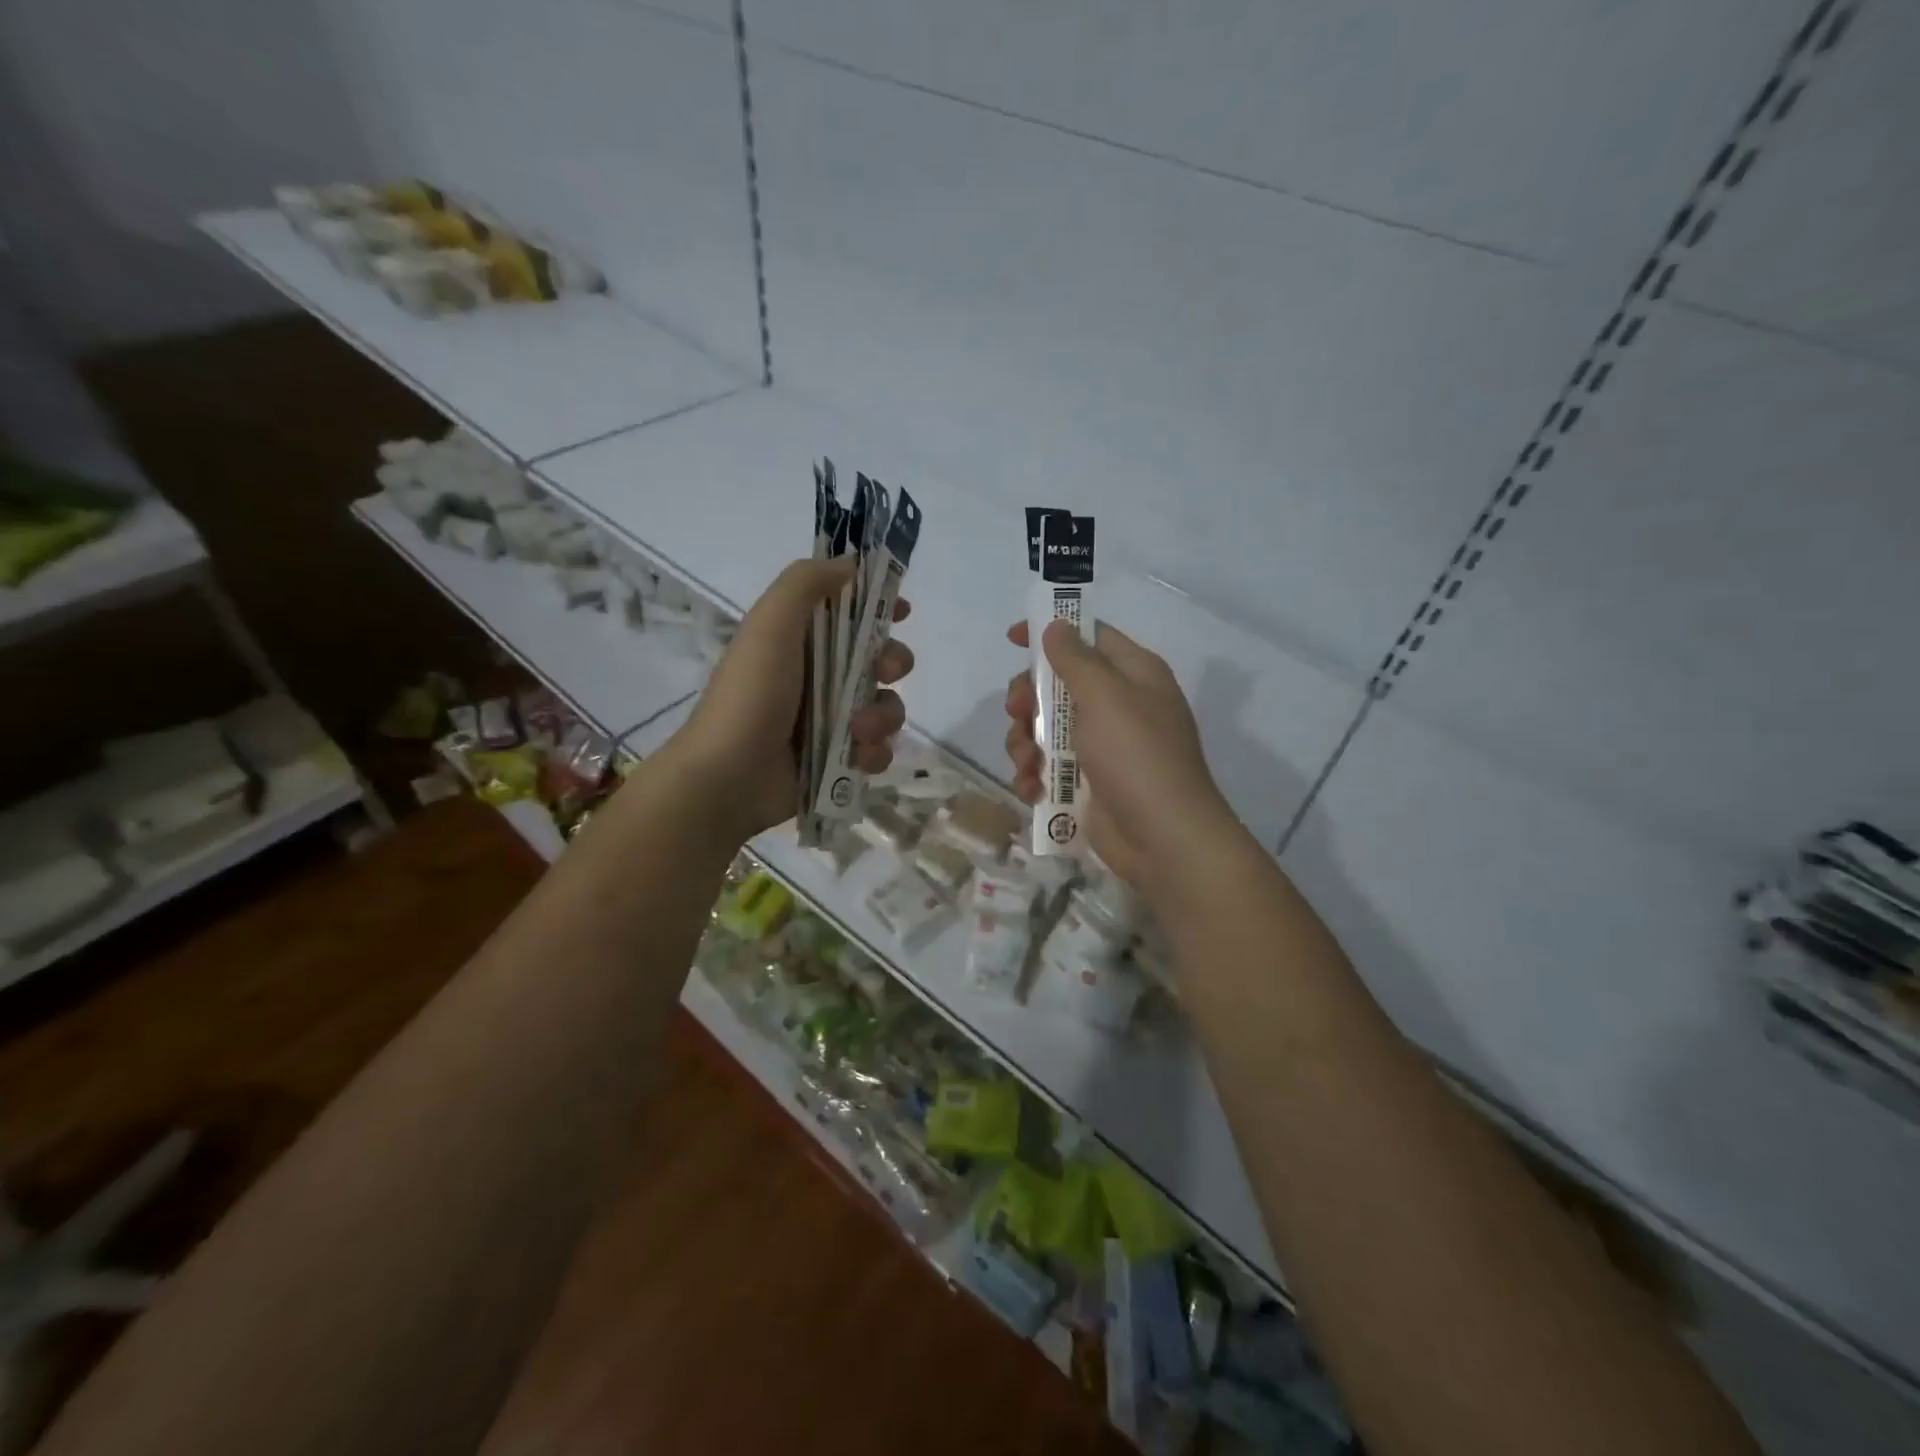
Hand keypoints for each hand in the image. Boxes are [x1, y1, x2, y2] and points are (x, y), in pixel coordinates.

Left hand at [669, 558, 910, 840]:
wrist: (728, 777)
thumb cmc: (751, 694)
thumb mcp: (771, 624)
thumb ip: (807, 583)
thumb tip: (851, 563)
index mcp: (800, 640)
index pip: (848, 613)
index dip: (878, 606)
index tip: (902, 608)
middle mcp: (819, 676)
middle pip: (879, 658)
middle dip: (893, 662)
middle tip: (885, 671)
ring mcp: (830, 721)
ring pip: (885, 706)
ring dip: (883, 716)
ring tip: (859, 731)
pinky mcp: (838, 760)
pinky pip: (877, 749)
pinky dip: (874, 753)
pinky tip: (858, 758)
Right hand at [1004, 617, 1239, 901]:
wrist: (1163, 838)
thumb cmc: (1137, 756)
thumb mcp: (1106, 697)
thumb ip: (1075, 659)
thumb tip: (1056, 626)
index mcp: (1133, 675)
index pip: (1089, 637)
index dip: (1051, 633)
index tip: (1012, 639)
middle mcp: (1118, 706)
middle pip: (1057, 685)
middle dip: (1028, 699)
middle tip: (1017, 713)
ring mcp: (1102, 747)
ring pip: (1046, 729)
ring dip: (1025, 743)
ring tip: (1028, 764)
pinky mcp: (1088, 783)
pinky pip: (1049, 768)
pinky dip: (1035, 776)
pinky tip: (1032, 789)